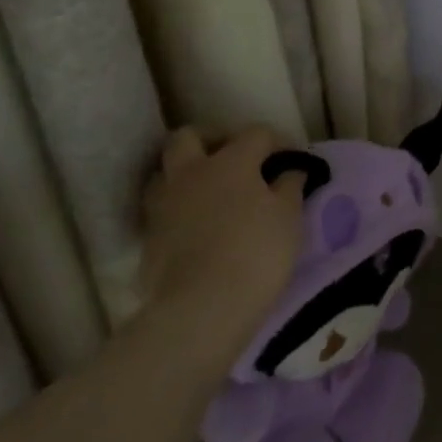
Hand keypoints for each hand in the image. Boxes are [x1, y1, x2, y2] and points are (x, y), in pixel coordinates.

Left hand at [138, 126, 303, 329]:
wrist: (202, 308)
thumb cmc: (256, 253)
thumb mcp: (289, 218)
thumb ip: (290, 186)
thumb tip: (290, 171)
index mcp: (230, 161)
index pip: (256, 133)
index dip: (278, 142)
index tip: (293, 162)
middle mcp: (191, 173)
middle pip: (189, 137)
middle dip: (212, 140)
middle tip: (234, 159)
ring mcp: (164, 205)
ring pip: (166, 172)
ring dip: (187, 175)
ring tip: (210, 194)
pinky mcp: (149, 239)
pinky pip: (162, 211)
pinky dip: (179, 211)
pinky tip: (197, 229)